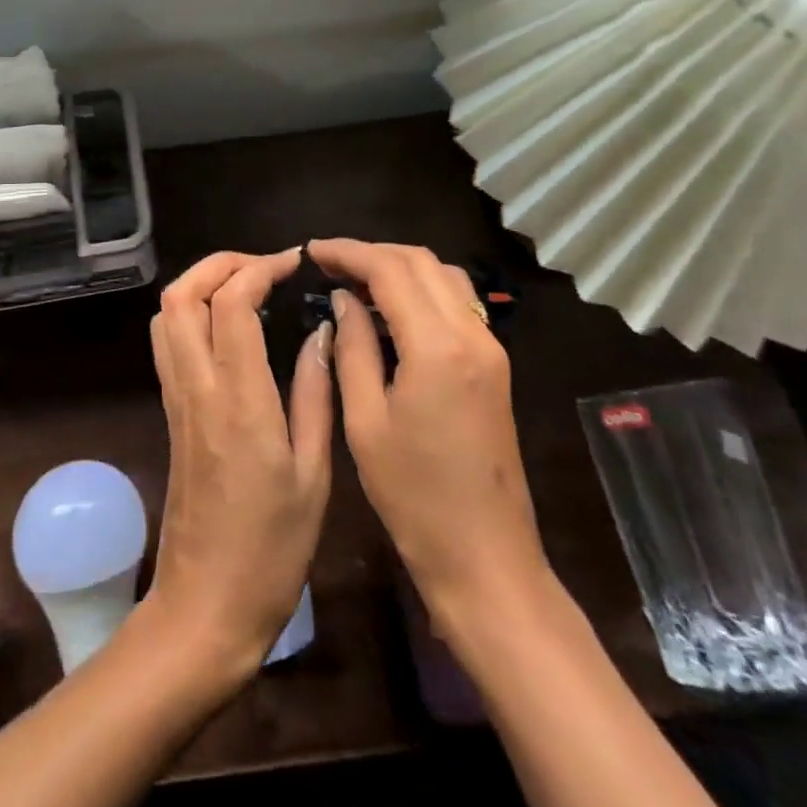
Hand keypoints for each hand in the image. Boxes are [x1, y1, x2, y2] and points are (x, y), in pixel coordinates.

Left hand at [144, 249, 333, 676]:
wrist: (205, 608)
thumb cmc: (272, 550)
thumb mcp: (314, 474)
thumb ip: (315, 394)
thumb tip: (322, 332)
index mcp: (239, 401)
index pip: (231, 304)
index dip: (260, 268)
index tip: (295, 262)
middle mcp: (197, 388)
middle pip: (181, 296)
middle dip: (219, 264)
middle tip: (265, 267)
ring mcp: (177, 399)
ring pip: (166, 315)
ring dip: (201, 284)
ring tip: (248, 288)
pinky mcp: (170, 413)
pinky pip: (168, 343)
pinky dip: (191, 314)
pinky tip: (230, 328)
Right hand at [308, 239, 550, 641]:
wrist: (485, 556)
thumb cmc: (413, 496)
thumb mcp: (365, 421)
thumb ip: (353, 347)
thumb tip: (343, 298)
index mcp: (437, 347)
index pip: (390, 270)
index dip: (348, 252)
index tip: (312, 250)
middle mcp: (472, 334)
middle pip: (421, 262)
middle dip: (373, 253)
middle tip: (329, 263)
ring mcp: (490, 348)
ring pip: (444, 276)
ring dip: (400, 267)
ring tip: (355, 281)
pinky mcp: (494, 364)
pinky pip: (457, 304)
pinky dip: (422, 290)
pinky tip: (390, 310)